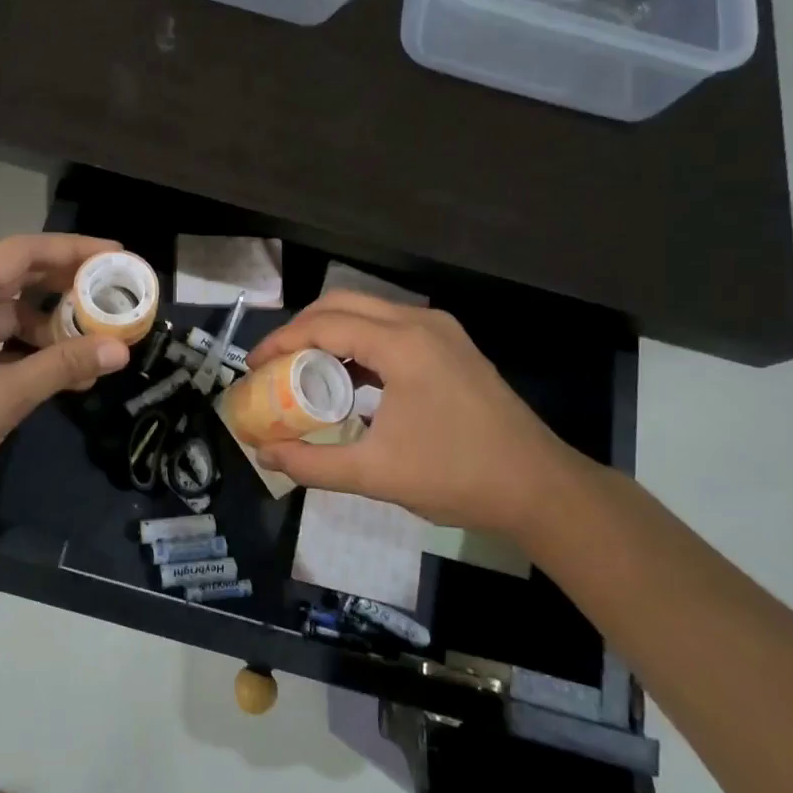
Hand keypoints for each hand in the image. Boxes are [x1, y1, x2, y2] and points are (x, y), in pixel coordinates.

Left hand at [0, 234, 132, 512]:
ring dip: (50, 329)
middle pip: (17, 279)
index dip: (72, 250)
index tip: (115, 255)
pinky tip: (63, 372)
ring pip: (9, 316)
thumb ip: (62, 366)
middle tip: (115, 294)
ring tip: (97, 345)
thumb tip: (119, 349)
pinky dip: (28, 353)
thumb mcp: (2, 397)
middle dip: (66, 287)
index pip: (22, 253)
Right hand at [246, 293, 598, 538]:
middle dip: (300, 329)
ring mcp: (440, 331)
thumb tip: (263, 453)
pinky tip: (347, 380)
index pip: (324, 325)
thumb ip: (312, 463)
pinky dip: (358, 344)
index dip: (281, 342)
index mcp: (402, 344)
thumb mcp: (376, 474)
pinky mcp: (452, 347)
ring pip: (368, 312)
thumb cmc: (457, 476)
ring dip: (330, 333)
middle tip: (273, 364)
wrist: (539, 488)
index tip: (252, 367)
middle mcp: (420, 324)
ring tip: (302, 370)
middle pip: (342, 304)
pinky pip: (390, 329)